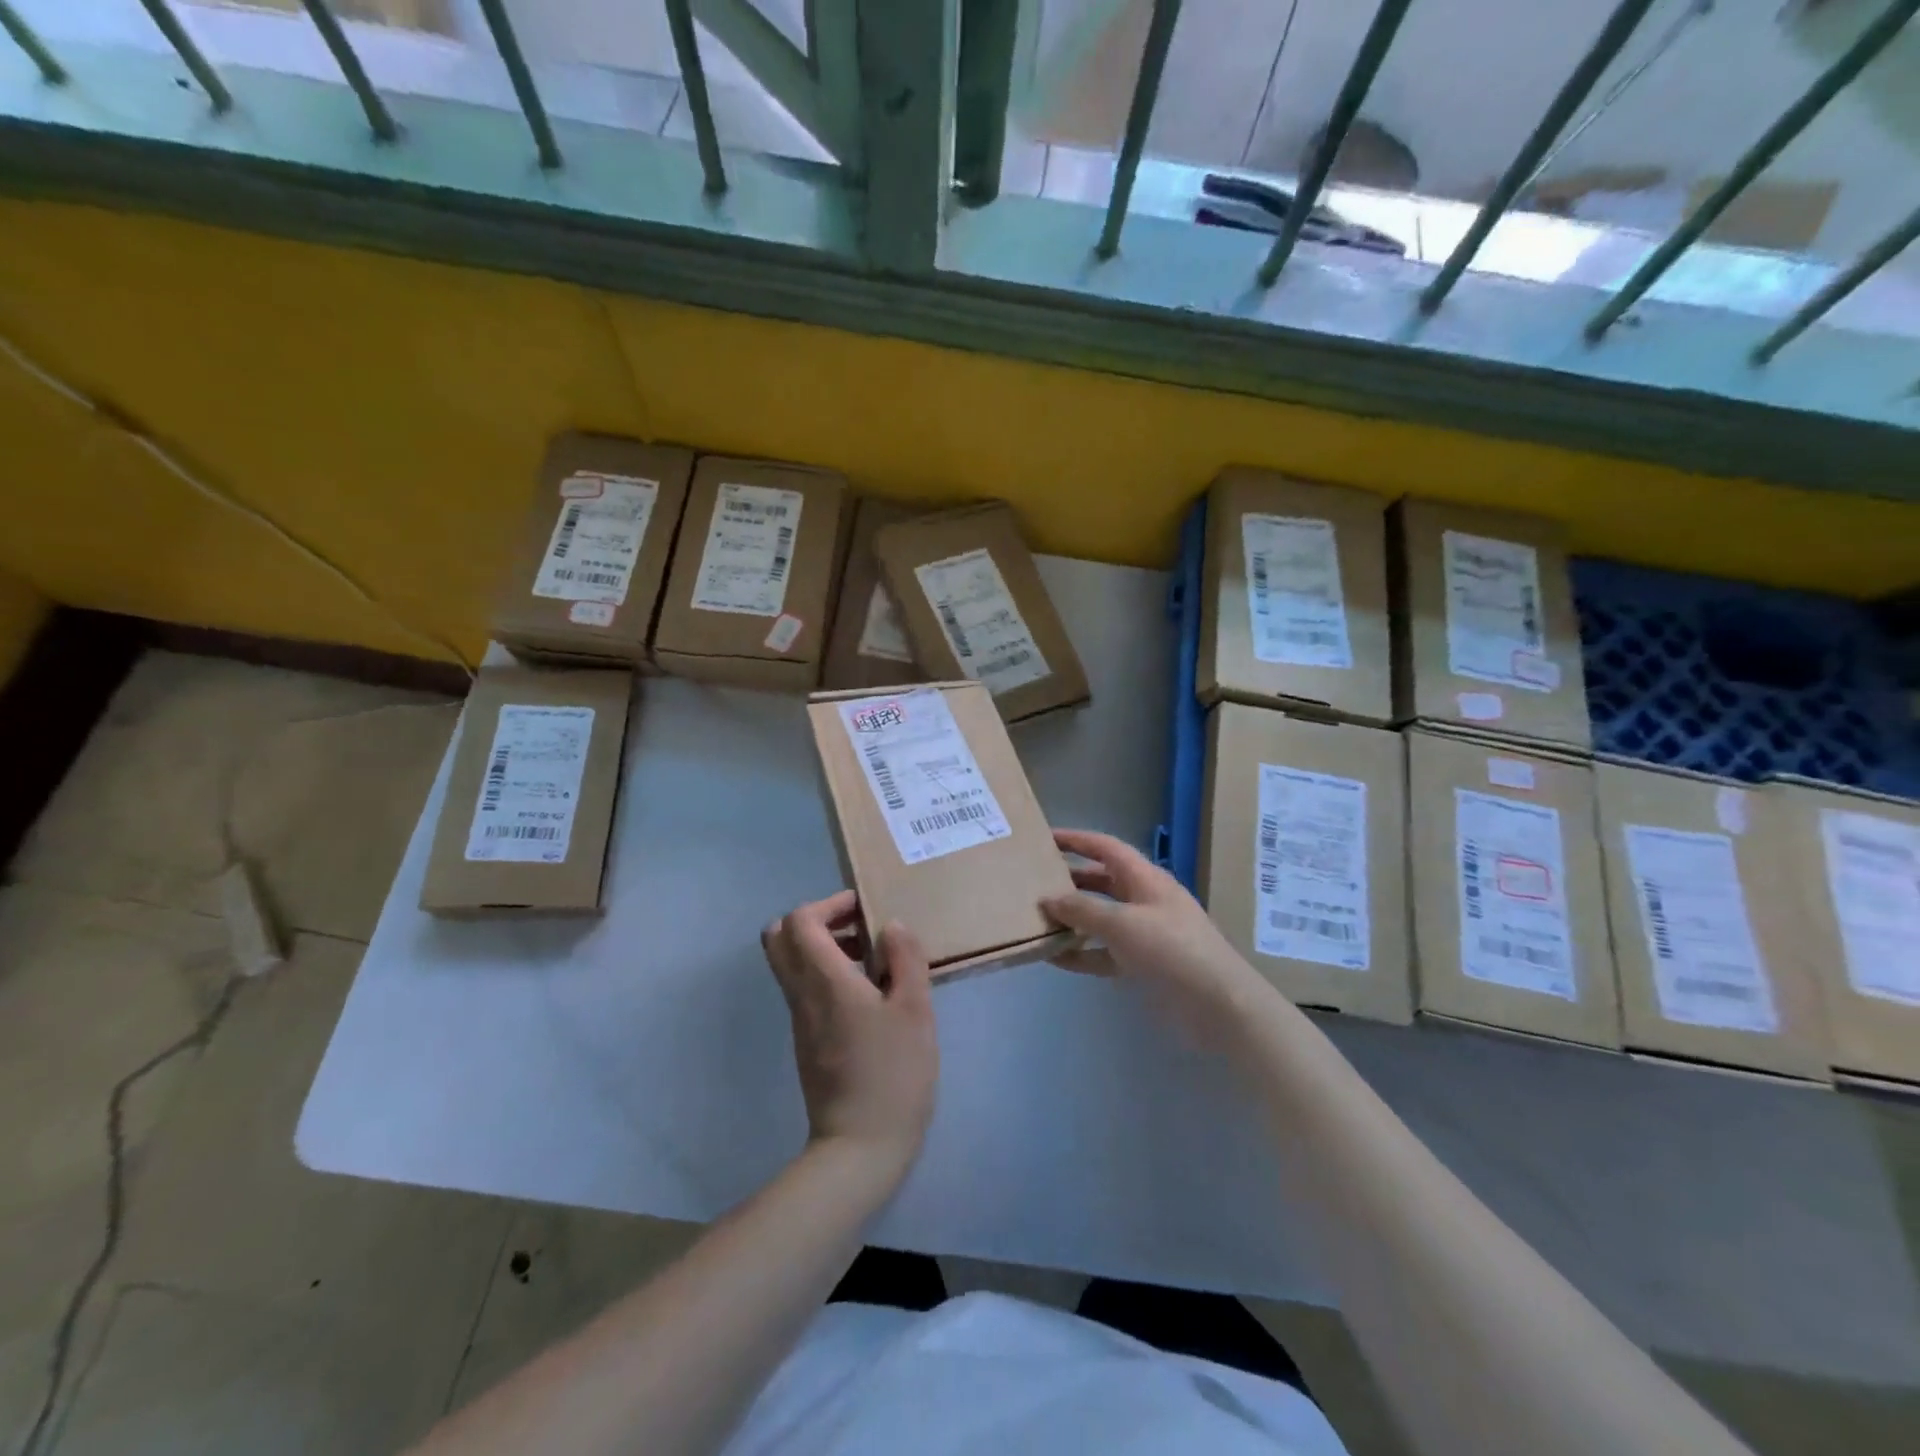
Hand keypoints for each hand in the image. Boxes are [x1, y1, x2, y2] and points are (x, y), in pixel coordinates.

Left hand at [762, 891, 937, 1179]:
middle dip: (816, 921)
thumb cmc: (893, 1075)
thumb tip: (891, 926)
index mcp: (824, 981)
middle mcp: (802, 995)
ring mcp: (800, 1021)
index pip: (799, 921)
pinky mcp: (807, 1043)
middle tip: (858, 928)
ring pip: (792, 965)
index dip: (828, 904)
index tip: (864, 910)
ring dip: (824, 948)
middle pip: (780, 939)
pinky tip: (870, 996)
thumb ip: (906, 960)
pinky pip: (806, 991)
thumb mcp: (915, 1011)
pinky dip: (828, 976)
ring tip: (874, 961)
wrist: (859, 1149)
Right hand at [1042, 830, 1266, 1026]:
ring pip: (1100, 918)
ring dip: (1072, 920)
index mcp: (1144, 878)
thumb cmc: (1171, 949)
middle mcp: (1144, 900)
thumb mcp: (1121, 923)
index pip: (1106, 848)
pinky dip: (1081, 954)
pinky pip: (1104, 953)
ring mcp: (1145, 933)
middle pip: (1101, 881)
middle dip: (1070, 881)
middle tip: (1034, 883)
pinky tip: (1054, 959)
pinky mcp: (1143, 965)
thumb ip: (1082, 909)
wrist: (1217, 1003)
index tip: (1045, 838)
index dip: (1077, 840)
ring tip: (1037, 921)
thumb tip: (1048, 899)